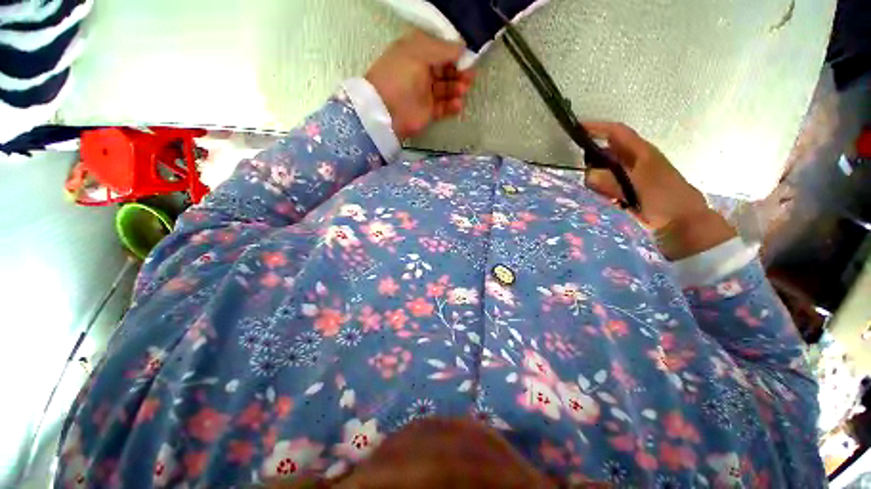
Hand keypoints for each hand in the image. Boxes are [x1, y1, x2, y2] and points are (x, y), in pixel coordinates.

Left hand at [365, 30, 474, 138]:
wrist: (386, 111)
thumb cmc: (401, 76)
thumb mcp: (419, 53)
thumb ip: (442, 50)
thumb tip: (462, 47)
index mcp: (417, 53)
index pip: (441, 51)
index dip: (455, 54)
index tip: (467, 59)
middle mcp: (422, 71)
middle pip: (446, 71)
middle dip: (459, 73)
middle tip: (469, 77)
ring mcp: (425, 93)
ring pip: (446, 89)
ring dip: (457, 88)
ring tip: (462, 90)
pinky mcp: (428, 111)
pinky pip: (443, 107)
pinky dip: (452, 106)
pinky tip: (458, 105)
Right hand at [583, 122, 736, 259]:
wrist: (684, 224)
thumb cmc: (665, 200)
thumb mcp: (639, 188)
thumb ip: (613, 181)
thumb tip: (588, 175)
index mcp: (641, 153)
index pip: (617, 133)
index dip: (598, 128)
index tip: (577, 129)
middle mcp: (635, 161)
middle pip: (608, 151)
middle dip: (593, 158)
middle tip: (582, 171)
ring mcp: (632, 176)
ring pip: (606, 170)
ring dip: (598, 177)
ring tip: (597, 190)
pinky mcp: (630, 190)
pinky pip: (609, 185)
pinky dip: (604, 189)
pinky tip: (607, 199)